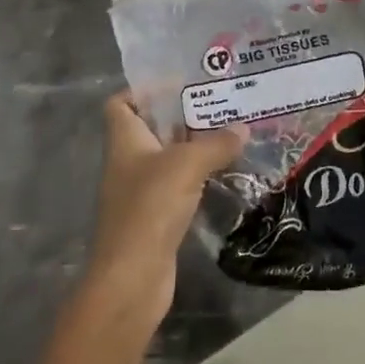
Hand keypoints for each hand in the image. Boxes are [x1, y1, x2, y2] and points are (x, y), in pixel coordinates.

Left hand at [86, 93, 245, 315]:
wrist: (132, 278)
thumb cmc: (150, 208)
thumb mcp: (187, 165)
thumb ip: (216, 143)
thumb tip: (242, 127)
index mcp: (125, 141)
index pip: (121, 103)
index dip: (144, 90)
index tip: (181, 85)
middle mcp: (129, 162)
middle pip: (152, 129)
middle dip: (184, 116)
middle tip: (222, 104)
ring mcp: (142, 191)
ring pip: (169, 158)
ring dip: (196, 147)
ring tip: (232, 133)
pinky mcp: (157, 217)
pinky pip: (180, 186)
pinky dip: (199, 177)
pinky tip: (226, 173)